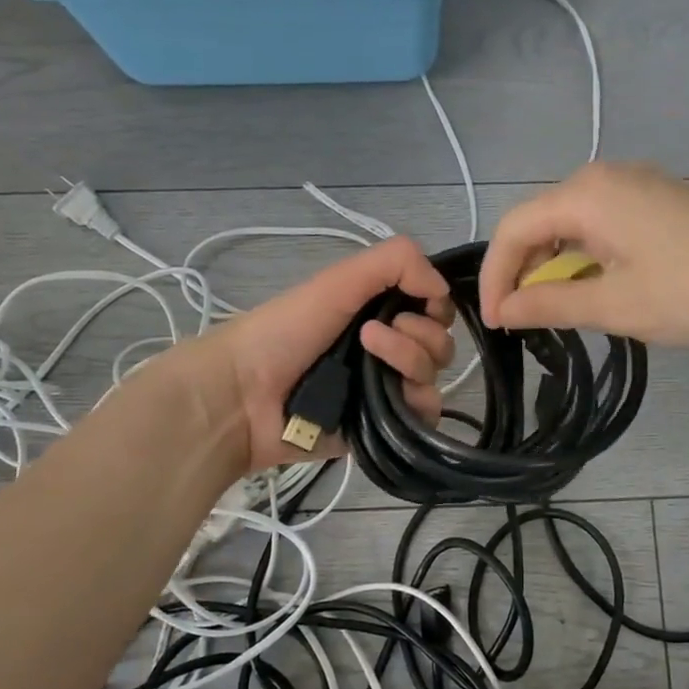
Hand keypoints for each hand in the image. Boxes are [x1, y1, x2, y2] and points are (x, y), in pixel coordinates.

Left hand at [210, 235, 456, 471]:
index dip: (435, 303)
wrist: (244, 394)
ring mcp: (387, 389)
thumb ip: (396, 262)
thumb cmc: (286, 330)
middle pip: (440, 341)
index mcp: (378, 312)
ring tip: (367, 353)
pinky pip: (426, 415)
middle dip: (419, 332)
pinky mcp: (385, 426)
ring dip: (409, 358)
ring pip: (434, 375)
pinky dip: (416, 401)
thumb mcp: (339, 279)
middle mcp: (388, 349)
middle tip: (372, 332)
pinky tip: (387, 393)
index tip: (419, 300)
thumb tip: (444, 287)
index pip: (434, 307)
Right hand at [479, 162, 688, 347]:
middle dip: (523, 267)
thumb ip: (550, 303)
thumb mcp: (613, 305)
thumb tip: (505, 310)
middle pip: (541, 218)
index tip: (493, 321)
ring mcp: (639, 184)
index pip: (515, 228)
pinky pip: (604, 222)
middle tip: (520, 317)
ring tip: (556, 306)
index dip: (495, 275)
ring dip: (556, 262)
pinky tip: (597, 285)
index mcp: (586, 193)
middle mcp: (607, 176)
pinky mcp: (662, 200)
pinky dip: (587, 254)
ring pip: (573, 221)